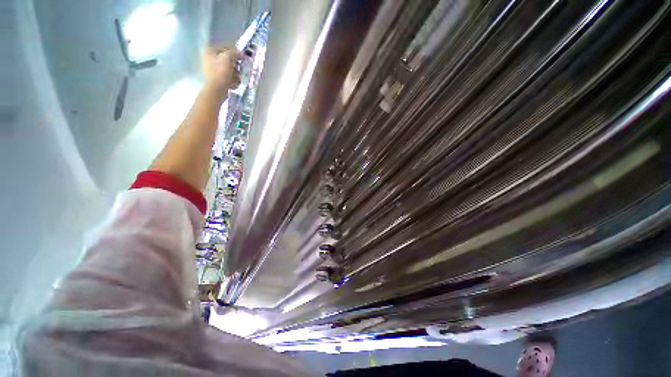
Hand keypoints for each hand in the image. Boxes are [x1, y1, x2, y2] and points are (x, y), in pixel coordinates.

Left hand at [202, 46, 239, 98]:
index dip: (236, 53)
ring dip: (235, 75)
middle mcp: (209, 58)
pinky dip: (232, 81)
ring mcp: (212, 69)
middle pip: (228, 60)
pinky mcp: (216, 79)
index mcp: (210, 50)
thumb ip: (234, 53)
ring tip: (236, 79)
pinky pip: (228, 77)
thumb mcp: (228, 58)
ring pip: (229, 69)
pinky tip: (233, 84)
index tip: (243, 59)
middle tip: (239, 71)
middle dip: (235, 67)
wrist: (216, 89)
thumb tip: (241, 53)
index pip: (226, 48)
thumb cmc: (220, 72)